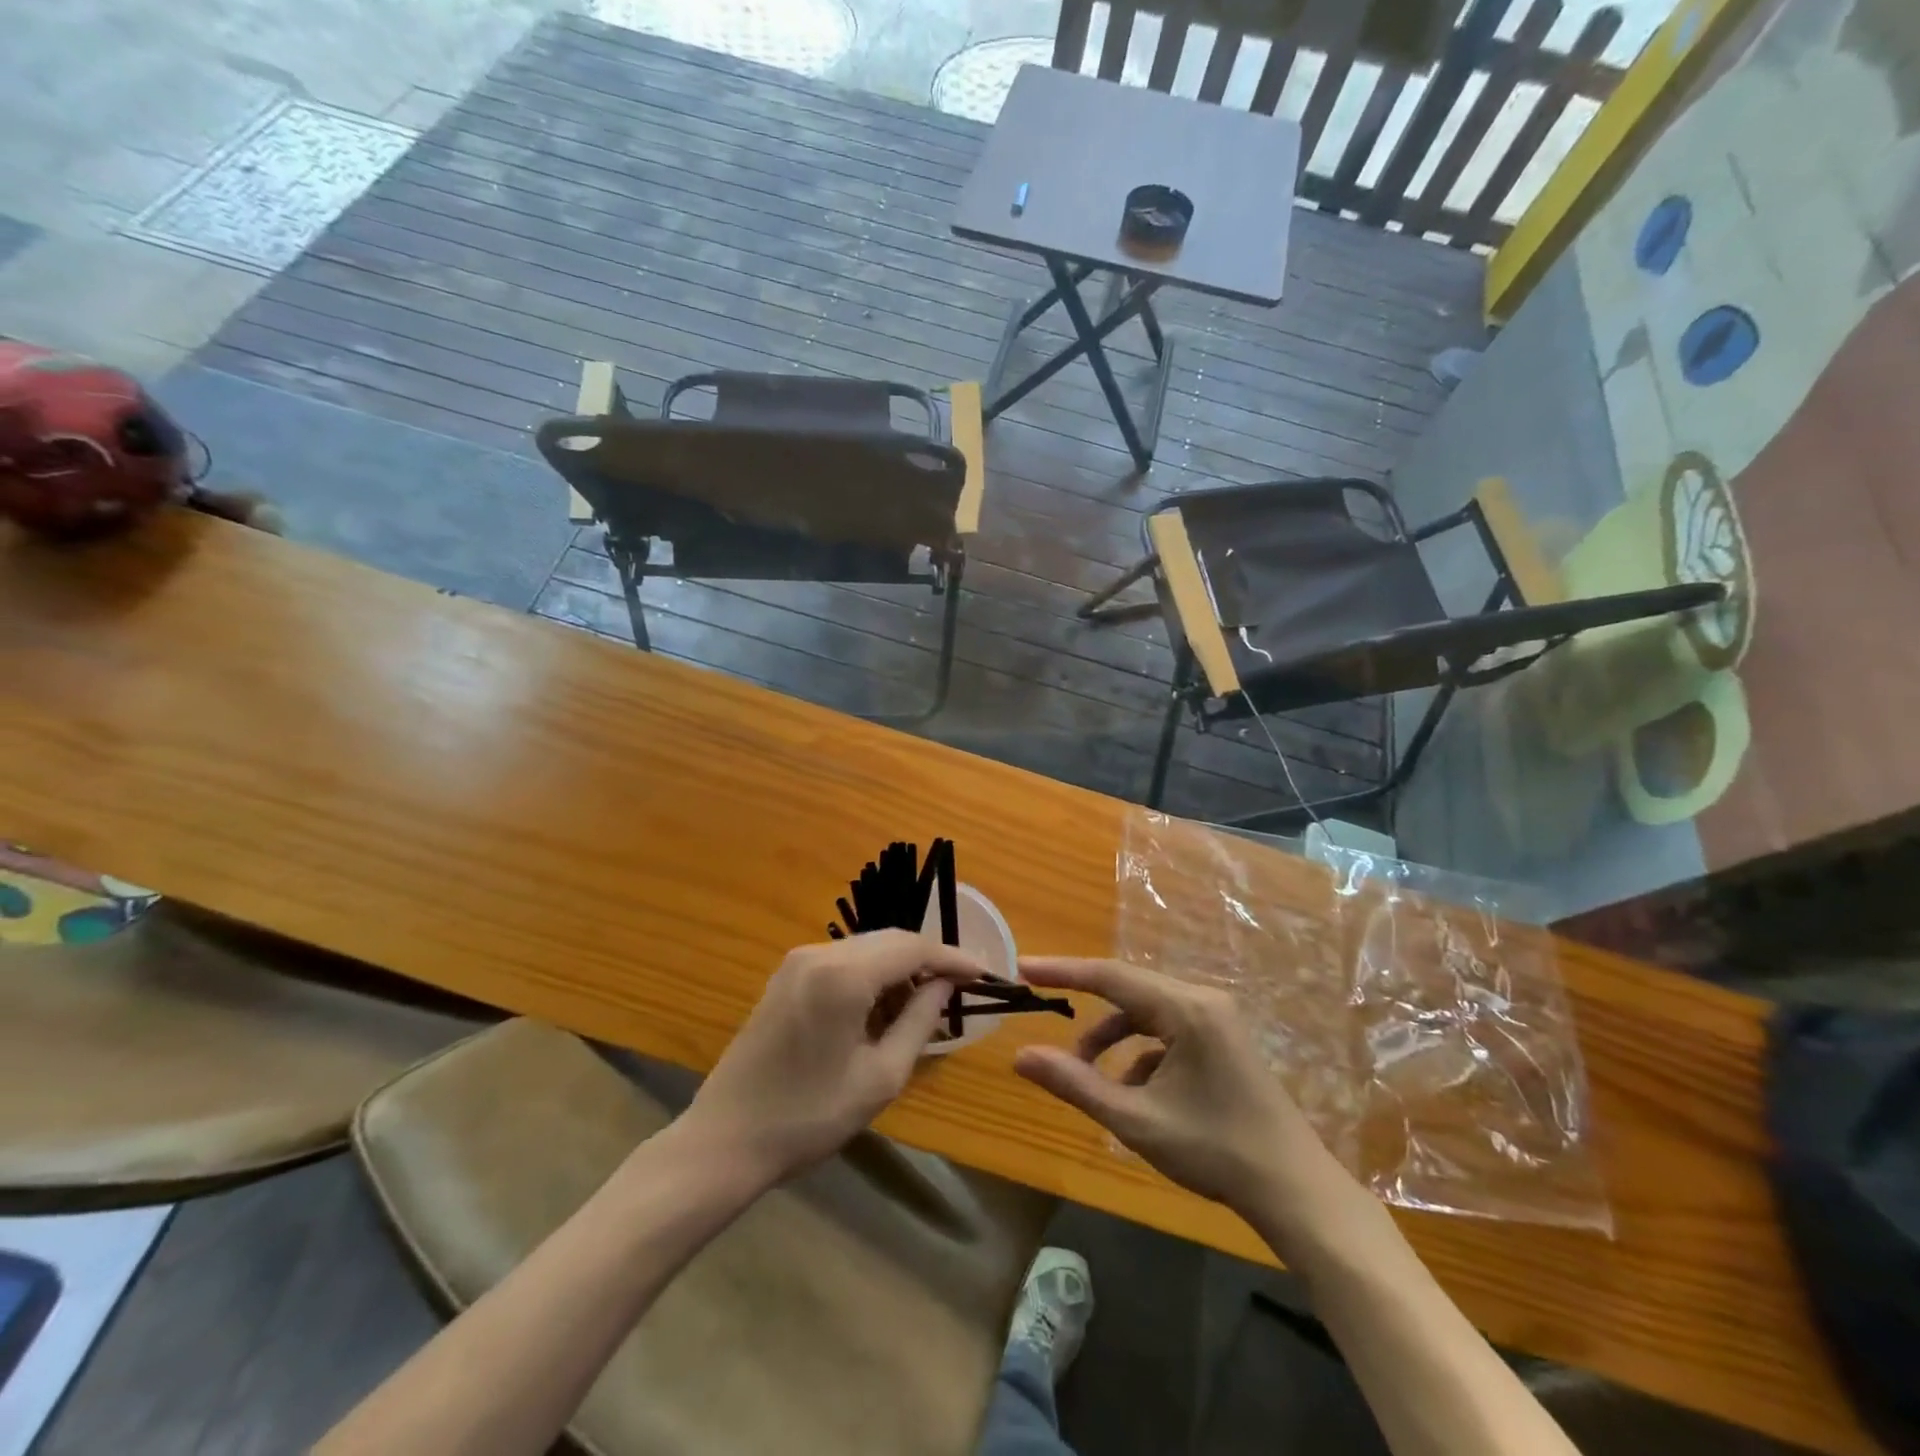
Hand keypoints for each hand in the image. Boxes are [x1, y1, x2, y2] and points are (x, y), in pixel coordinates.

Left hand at [682, 930, 983, 1185]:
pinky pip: (842, 962)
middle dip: (927, 961)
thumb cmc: (809, 1116)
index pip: (912, 947)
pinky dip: (871, 977)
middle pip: (889, 940)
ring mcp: (797, 962)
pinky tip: (882, 1009)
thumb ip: (920, 1022)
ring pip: (866, 949)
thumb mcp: (880, 1076)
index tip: (983, 974)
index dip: (951, 957)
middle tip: (959, 990)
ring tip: (924, 1007)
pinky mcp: (785, 976)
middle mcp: (819, 953)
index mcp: (843, 975)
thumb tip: (944, 986)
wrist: (725, 1139)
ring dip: (898, 970)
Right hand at [1013, 958, 1349, 1216]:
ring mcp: (1217, 1019)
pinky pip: (1167, 1031)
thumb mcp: (1136, 1120)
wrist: (1295, 1191)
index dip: (1063, 971)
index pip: (1110, 976)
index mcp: (1186, 1008)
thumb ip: (1076, 1083)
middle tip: (1042, 1008)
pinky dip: (1140, 1054)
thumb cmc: (1215, 1151)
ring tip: (1089, 1077)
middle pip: (1128, 990)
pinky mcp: (1222, 1040)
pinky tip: (1135, 1094)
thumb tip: (1021, 1055)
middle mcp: (1203, 1000)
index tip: (1023, 968)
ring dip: (1113, 1038)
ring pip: (1147, 1013)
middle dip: (1085, 1007)